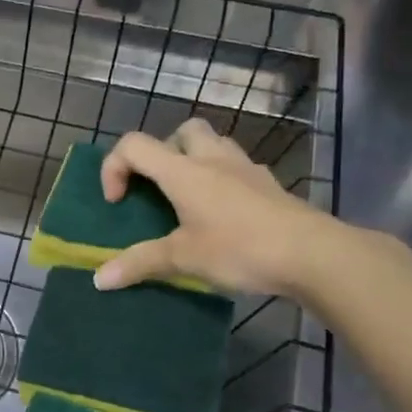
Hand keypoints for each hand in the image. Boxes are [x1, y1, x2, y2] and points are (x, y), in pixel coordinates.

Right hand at [93, 118, 344, 296]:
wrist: (312, 254)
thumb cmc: (240, 249)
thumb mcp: (183, 259)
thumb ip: (140, 264)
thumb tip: (99, 280)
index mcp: (183, 171)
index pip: (134, 145)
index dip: (114, 167)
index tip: (118, 202)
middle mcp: (212, 159)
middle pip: (181, 131)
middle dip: (161, 152)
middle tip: (158, 188)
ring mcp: (245, 168)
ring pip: (213, 143)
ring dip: (193, 159)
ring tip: (189, 198)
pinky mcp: (268, 184)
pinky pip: (236, 167)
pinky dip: (221, 179)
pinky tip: (223, 213)